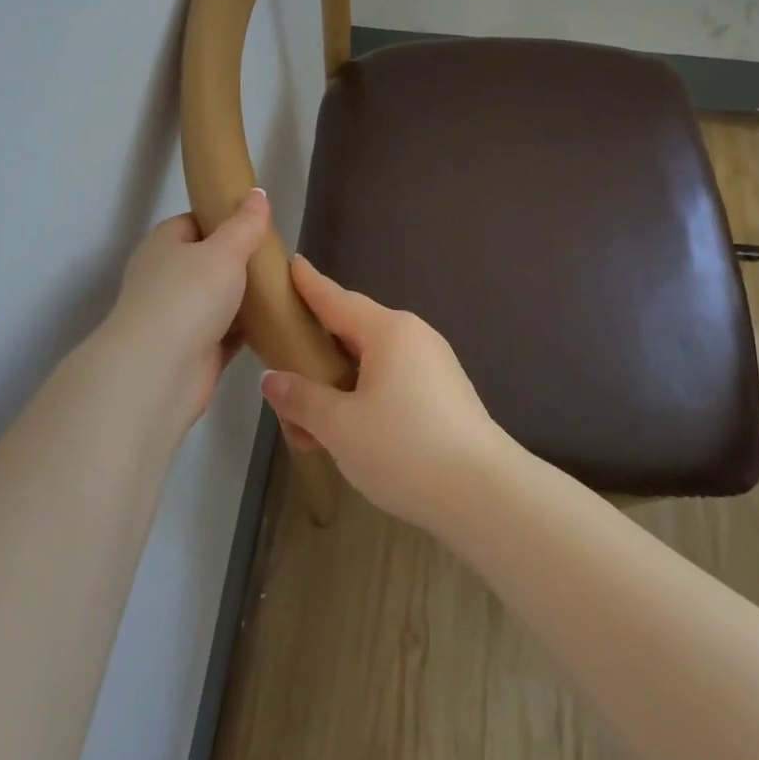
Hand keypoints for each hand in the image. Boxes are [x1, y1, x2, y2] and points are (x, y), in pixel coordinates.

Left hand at [103, 189, 270, 428]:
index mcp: (164, 245)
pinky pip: (228, 333)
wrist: (160, 372)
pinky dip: (249, 329)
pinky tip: (279, 322)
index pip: (195, 222)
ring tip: (287, 286)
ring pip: (221, 299)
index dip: (225, 220)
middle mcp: (166, 278)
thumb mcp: (224, 250)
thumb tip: (258, 193)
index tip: (258, 224)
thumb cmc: (188, 296)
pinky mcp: (196, 351)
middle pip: (210, 262)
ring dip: (248, 297)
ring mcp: (179, 317)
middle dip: (242, 261)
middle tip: (280, 257)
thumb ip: (245, 224)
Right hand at [261, 256, 511, 529]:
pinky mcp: (444, 397)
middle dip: (317, 350)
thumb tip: (273, 380)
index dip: (310, 285)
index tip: (292, 263)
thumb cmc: (405, 448)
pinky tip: (345, 434)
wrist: (485, 496)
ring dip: (337, 386)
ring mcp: (433, 367)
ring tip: (305, 420)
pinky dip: (363, 400)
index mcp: (388, 331)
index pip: (337, 299)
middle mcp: (413, 338)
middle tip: (282, 356)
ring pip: (372, 365)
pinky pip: (392, 384)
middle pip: (353, 333)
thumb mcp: (340, 426)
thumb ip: (302, 399)